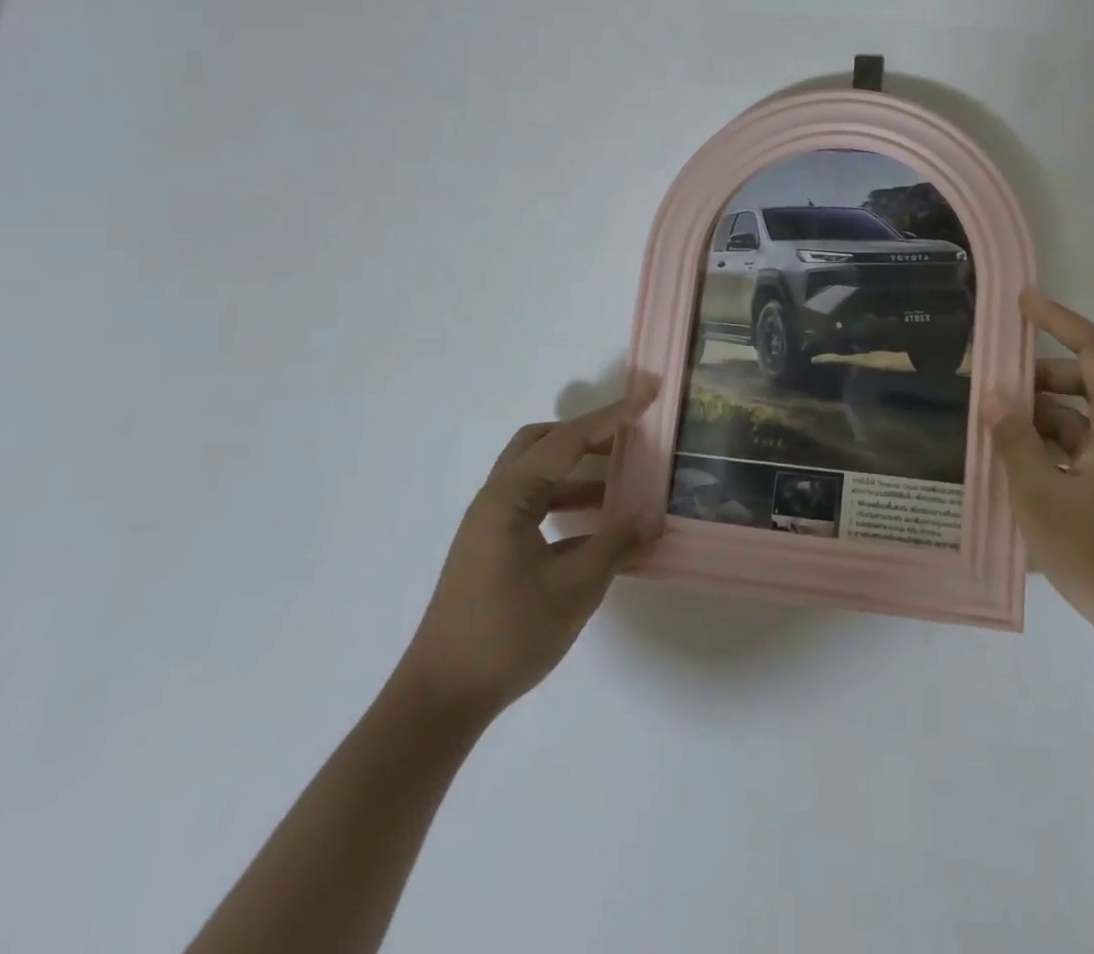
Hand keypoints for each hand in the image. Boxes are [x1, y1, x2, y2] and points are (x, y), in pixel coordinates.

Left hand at [392, 388, 662, 726]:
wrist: (441, 698)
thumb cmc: (507, 633)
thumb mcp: (575, 586)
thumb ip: (617, 543)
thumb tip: (652, 514)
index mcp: (510, 497)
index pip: (568, 440)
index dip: (612, 416)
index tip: (648, 394)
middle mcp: (496, 500)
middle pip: (542, 444)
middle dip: (588, 436)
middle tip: (629, 440)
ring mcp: (491, 527)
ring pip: (539, 478)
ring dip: (580, 474)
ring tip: (624, 487)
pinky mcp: (493, 551)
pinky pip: (536, 508)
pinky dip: (568, 505)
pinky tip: (599, 531)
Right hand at [990, 292, 1093, 626]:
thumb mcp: (1042, 495)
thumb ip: (1015, 440)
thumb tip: (993, 396)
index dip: (1058, 320)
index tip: (1021, 303)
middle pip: (1081, 381)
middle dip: (1034, 377)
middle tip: (989, 383)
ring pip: (1074, 417)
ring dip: (1034, 415)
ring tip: (989, 425)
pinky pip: (1075, 447)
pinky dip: (1044, 445)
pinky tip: (1009, 460)